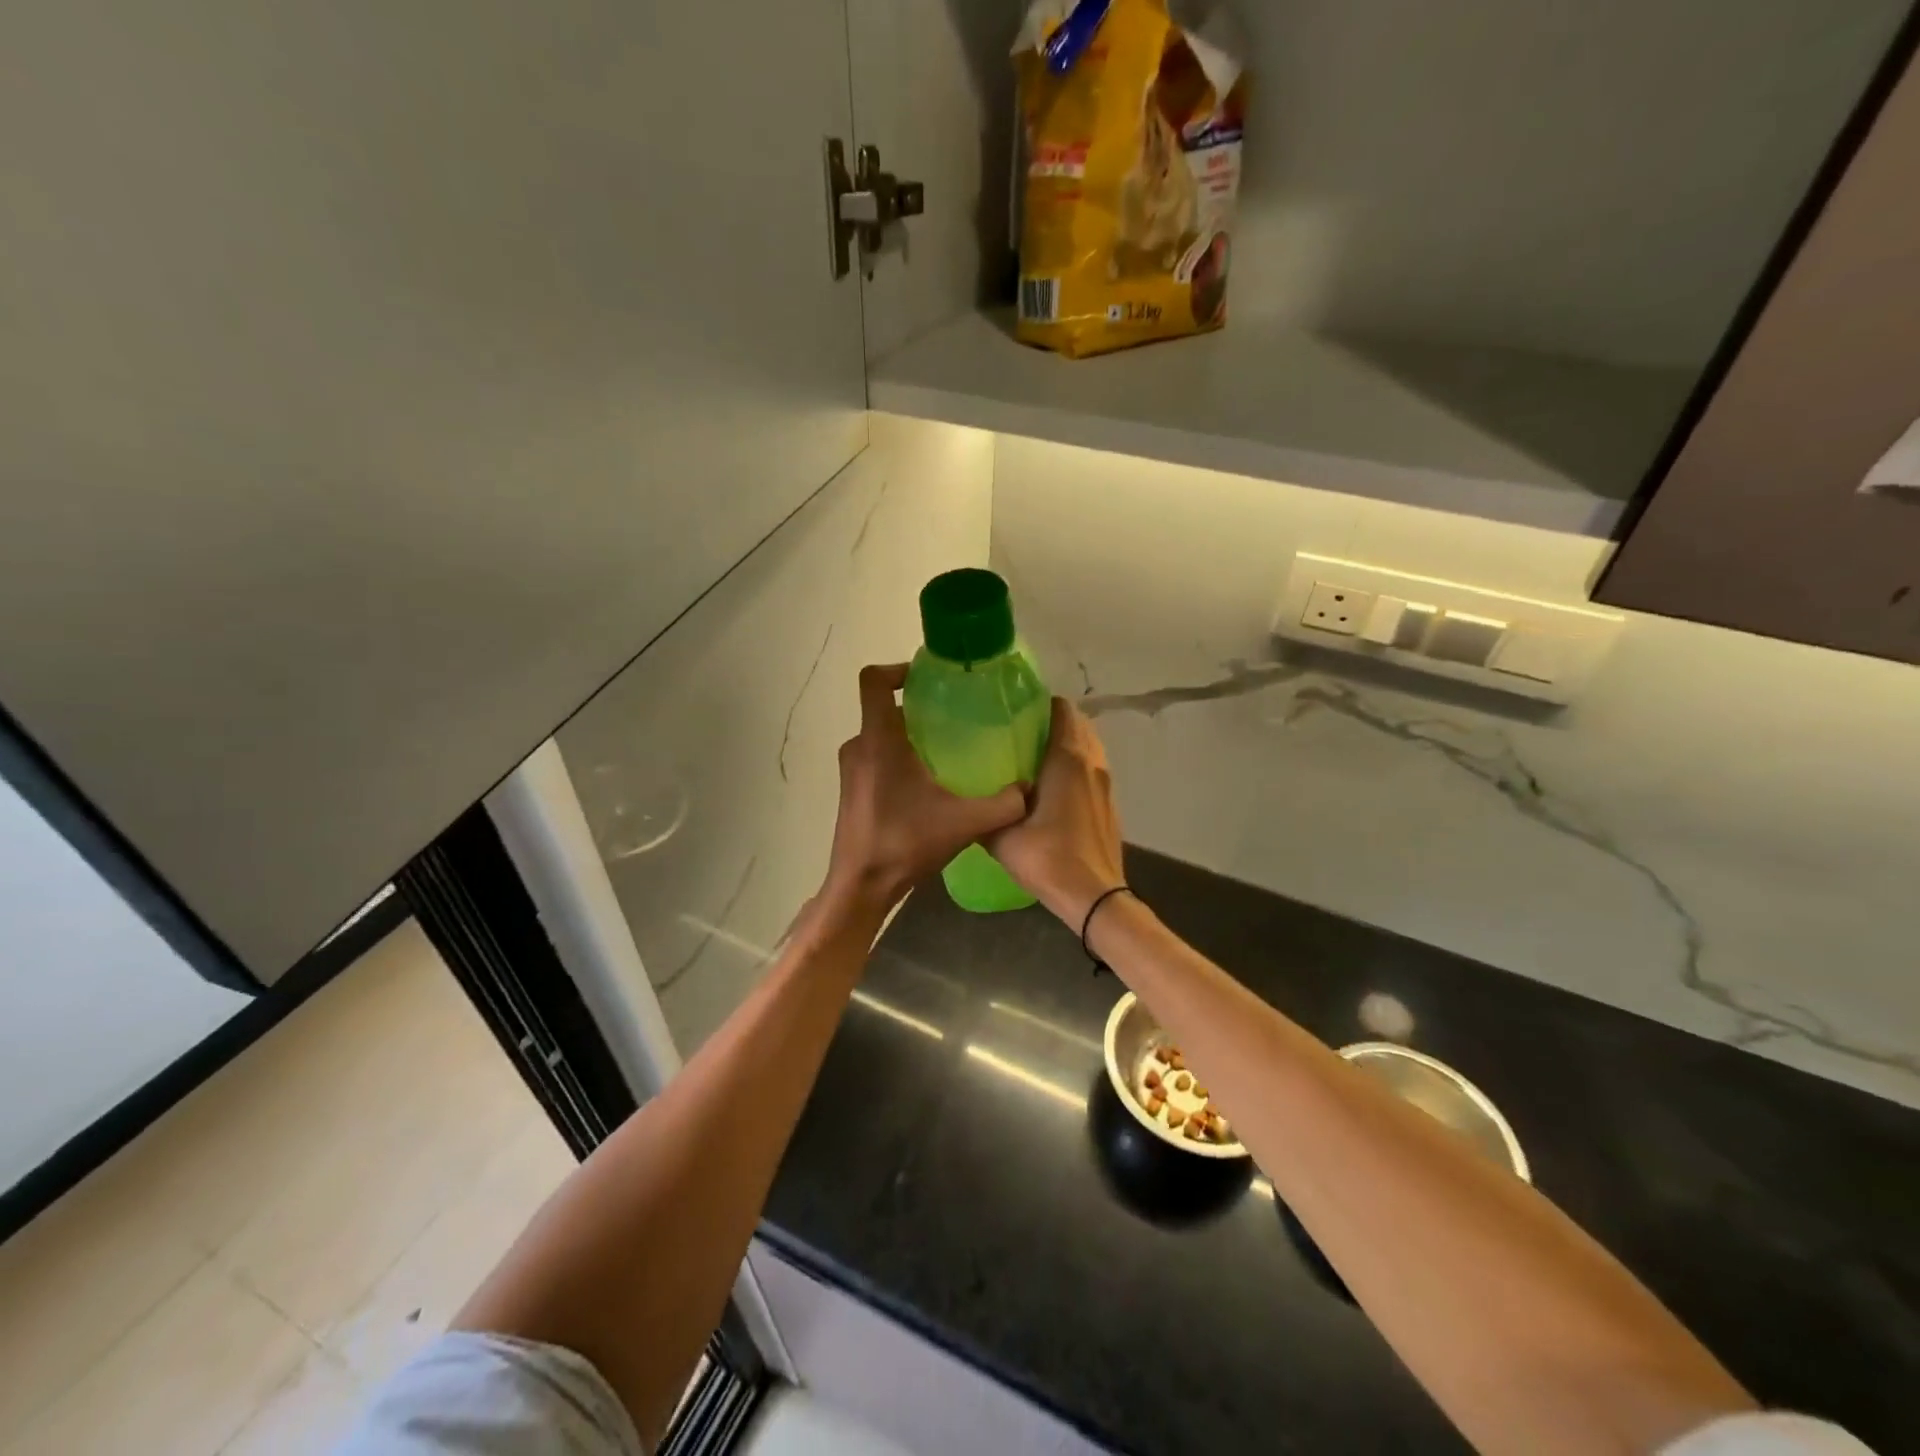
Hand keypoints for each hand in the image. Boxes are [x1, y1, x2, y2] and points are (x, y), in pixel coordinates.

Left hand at [821, 664, 1028, 918]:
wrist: (861, 886)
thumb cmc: (904, 844)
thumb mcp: (963, 823)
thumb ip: (1002, 804)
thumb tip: (1028, 789)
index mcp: (879, 741)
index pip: (873, 681)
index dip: (897, 669)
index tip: (928, 679)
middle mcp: (859, 747)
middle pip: (882, 707)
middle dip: (916, 706)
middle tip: (953, 716)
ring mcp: (852, 770)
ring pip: (880, 735)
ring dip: (908, 735)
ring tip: (945, 749)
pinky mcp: (852, 789)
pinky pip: (875, 757)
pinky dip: (898, 757)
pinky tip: (928, 783)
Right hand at [988, 698, 1124, 927]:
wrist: (1094, 897)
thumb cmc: (1048, 858)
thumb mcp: (1002, 836)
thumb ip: (986, 812)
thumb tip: (971, 801)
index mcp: (1067, 759)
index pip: (1062, 710)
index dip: (1041, 703)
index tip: (1016, 709)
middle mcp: (1091, 763)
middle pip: (1078, 724)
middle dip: (1052, 721)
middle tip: (1019, 732)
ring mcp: (1106, 784)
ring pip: (1088, 747)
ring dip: (1067, 744)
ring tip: (1034, 757)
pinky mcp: (1109, 804)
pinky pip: (1092, 770)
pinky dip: (1076, 766)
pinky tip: (1052, 787)